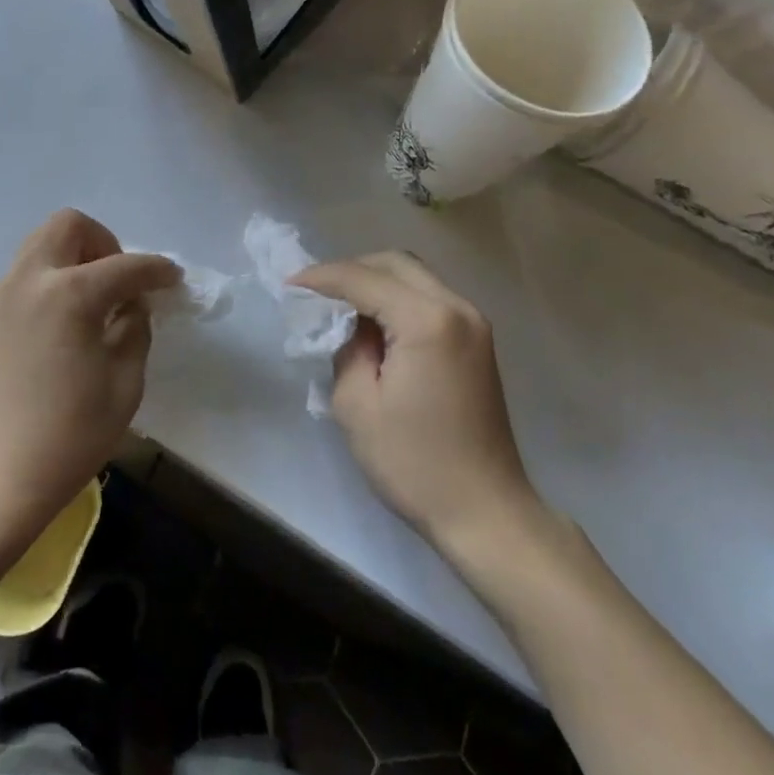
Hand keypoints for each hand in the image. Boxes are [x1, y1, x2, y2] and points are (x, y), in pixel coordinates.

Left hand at [0, 209, 179, 551]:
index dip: (157, 269)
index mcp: (70, 294)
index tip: (173, 279)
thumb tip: (131, 305)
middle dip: (104, 243)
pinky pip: (25, 273)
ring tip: (94, 302)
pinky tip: (65, 321)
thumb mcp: (124, 385)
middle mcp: (30, 279)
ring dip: (74, 257)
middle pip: (69, 226)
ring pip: (41, 244)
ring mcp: (1, 294)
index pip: (125, 265)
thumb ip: (135, 331)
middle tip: (121, 284)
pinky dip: (51, 278)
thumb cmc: (67, 438)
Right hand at [292, 253, 550, 557]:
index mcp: (427, 321)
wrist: (485, 512)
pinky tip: (374, 324)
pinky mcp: (477, 342)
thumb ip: (346, 349)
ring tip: (339, 307)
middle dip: (351, 270)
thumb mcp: (356, 405)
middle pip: (395, 263)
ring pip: (415, 277)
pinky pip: (429, 299)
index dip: (322, 278)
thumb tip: (351, 327)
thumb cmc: (413, 463)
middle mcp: (457, 308)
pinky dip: (397, 299)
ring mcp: (473, 324)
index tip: (288, 285)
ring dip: (375, 282)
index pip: (364, 279)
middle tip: (315, 293)